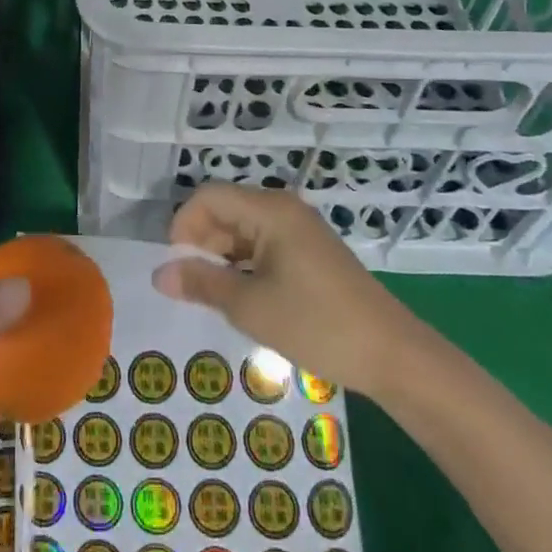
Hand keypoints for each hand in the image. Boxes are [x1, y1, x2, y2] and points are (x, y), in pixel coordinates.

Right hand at [153, 183, 419, 395]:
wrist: (392, 354)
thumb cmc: (316, 324)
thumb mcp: (250, 307)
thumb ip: (202, 283)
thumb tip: (159, 274)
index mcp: (270, 210)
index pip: (208, 197)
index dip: (183, 226)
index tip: (175, 267)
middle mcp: (284, 209)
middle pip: (226, 209)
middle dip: (201, 243)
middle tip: (191, 288)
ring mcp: (300, 230)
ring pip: (243, 229)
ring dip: (222, 257)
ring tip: (214, 297)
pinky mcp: (310, 252)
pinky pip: (263, 244)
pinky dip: (244, 265)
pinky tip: (243, 298)